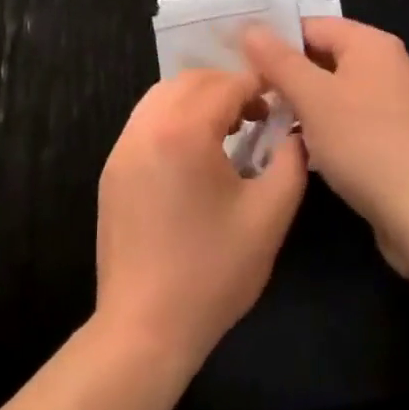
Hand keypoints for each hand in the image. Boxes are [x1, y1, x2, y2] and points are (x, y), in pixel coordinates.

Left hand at [95, 69, 306, 366]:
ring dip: (199, 99)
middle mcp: (147, 126)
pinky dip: (173, 118)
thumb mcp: (269, 216)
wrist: (144, 329)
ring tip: (228, 129)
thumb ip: (291, 162)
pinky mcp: (113, 169)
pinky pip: (146, 121)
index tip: (282, 100)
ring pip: (164, 95)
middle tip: (258, 114)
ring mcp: (123, 146)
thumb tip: (295, 132)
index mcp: (184, 131)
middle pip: (192, 81)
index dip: (259, 86)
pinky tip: (194, 153)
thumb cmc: (212, 273)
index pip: (227, 85)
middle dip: (228, 87)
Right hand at [242, 18, 408, 272]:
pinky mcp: (393, 131)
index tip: (242, 64)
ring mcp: (393, 98)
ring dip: (302, 101)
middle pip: (322, 54)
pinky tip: (301, 143)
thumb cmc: (363, 144)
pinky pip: (348, 113)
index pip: (310, 25)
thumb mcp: (312, 98)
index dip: (274, 41)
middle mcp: (385, 62)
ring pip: (333, 87)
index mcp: (370, 43)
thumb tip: (249, 27)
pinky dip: (324, 121)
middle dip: (287, 73)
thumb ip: (278, 60)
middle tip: (251, 94)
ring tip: (268, 119)